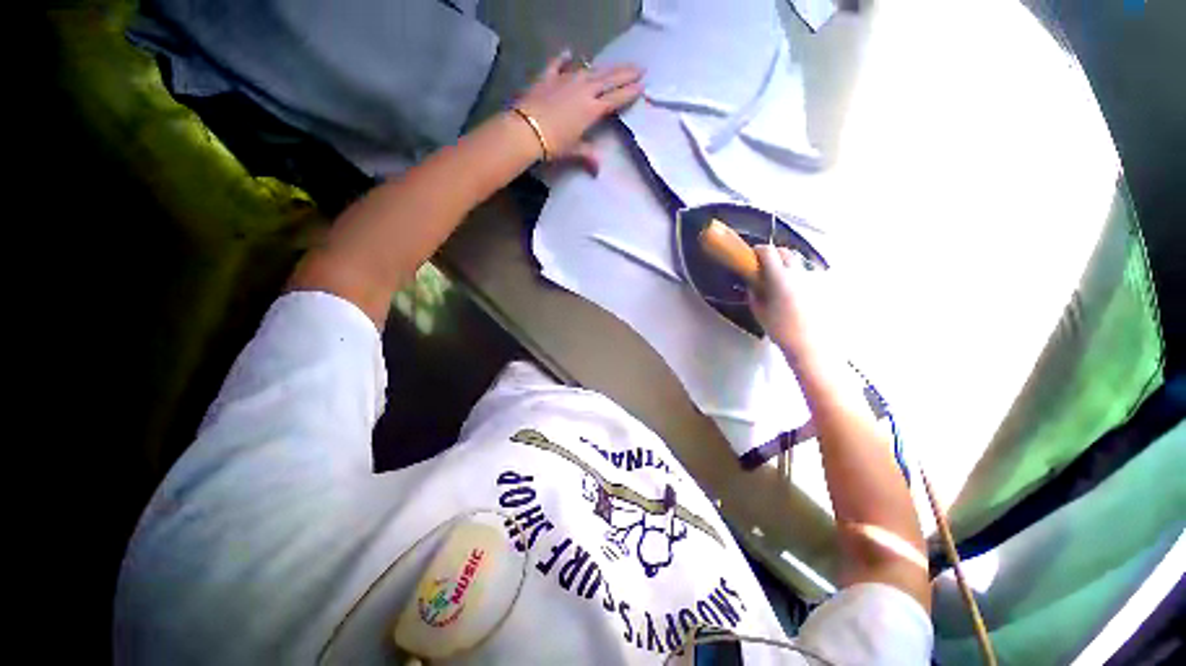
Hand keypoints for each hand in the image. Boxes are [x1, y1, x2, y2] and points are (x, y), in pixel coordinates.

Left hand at [513, 51, 643, 173]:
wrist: (525, 130)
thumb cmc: (553, 144)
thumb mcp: (573, 151)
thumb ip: (588, 155)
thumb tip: (597, 170)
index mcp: (592, 109)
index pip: (616, 98)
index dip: (630, 92)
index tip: (642, 85)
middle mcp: (583, 89)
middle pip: (609, 79)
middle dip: (625, 73)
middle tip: (639, 68)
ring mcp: (566, 79)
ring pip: (590, 69)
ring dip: (605, 67)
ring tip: (615, 65)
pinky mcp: (548, 76)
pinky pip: (558, 63)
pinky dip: (564, 58)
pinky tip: (569, 53)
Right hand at [748, 245, 831, 366]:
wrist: (810, 344)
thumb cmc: (780, 329)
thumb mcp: (759, 312)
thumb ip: (754, 294)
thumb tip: (753, 285)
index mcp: (779, 277)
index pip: (768, 252)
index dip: (758, 250)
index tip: (751, 255)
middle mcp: (797, 273)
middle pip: (786, 252)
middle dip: (773, 254)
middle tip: (764, 264)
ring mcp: (812, 279)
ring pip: (797, 262)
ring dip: (786, 263)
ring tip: (779, 276)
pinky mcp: (821, 288)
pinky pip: (806, 274)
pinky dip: (797, 276)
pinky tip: (793, 289)